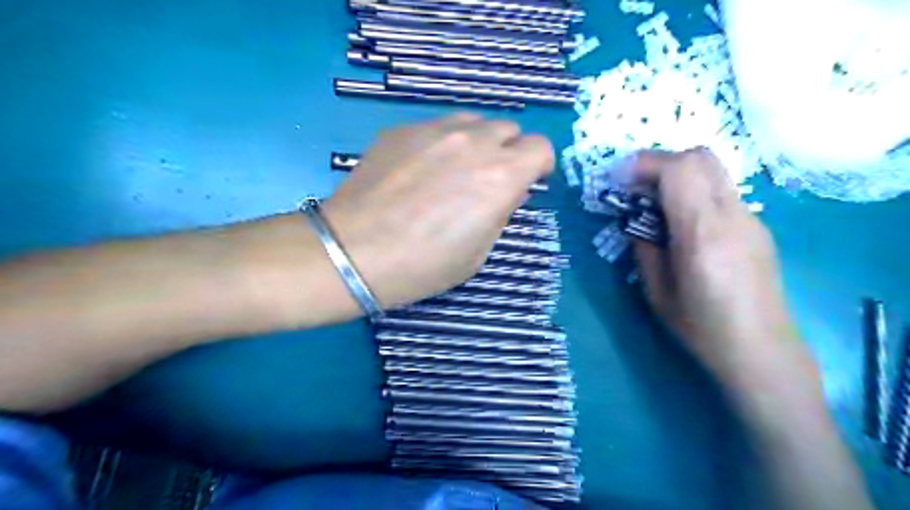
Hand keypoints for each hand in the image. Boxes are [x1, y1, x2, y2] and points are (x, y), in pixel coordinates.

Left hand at [319, 111, 553, 308]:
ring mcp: (433, 130)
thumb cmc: (423, 264)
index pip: (540, 147)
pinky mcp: (401, 130)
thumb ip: (499, 213)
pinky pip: (435, 126)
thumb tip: (503, 193)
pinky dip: (440, 142)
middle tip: (489, 178)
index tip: (528, 181)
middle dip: (507, 152)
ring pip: (472, 121)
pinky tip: (418, 169)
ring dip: (476, 142)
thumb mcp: (478, 253)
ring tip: (455, 169)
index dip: (538, 165)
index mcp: (501, 176)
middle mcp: (473, 142)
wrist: (354, 252)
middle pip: (508, 128)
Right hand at [631, 150, 798, 383]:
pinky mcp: (757, 226)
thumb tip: (635, 221)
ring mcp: (750, 219)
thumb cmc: (701, 327)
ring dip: (677, 175)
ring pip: (713, 170)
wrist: (762, 351)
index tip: (617, 179)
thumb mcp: (656, 290)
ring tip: (654, 204)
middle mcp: (732, 216)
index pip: (678, 170)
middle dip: (660, 162)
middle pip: (700, 157)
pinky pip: (721, 190)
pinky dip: (694, 190)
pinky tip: (681, 222)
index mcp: (702, 233)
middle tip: (634, 187)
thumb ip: (644, 247)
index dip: (643, 164)